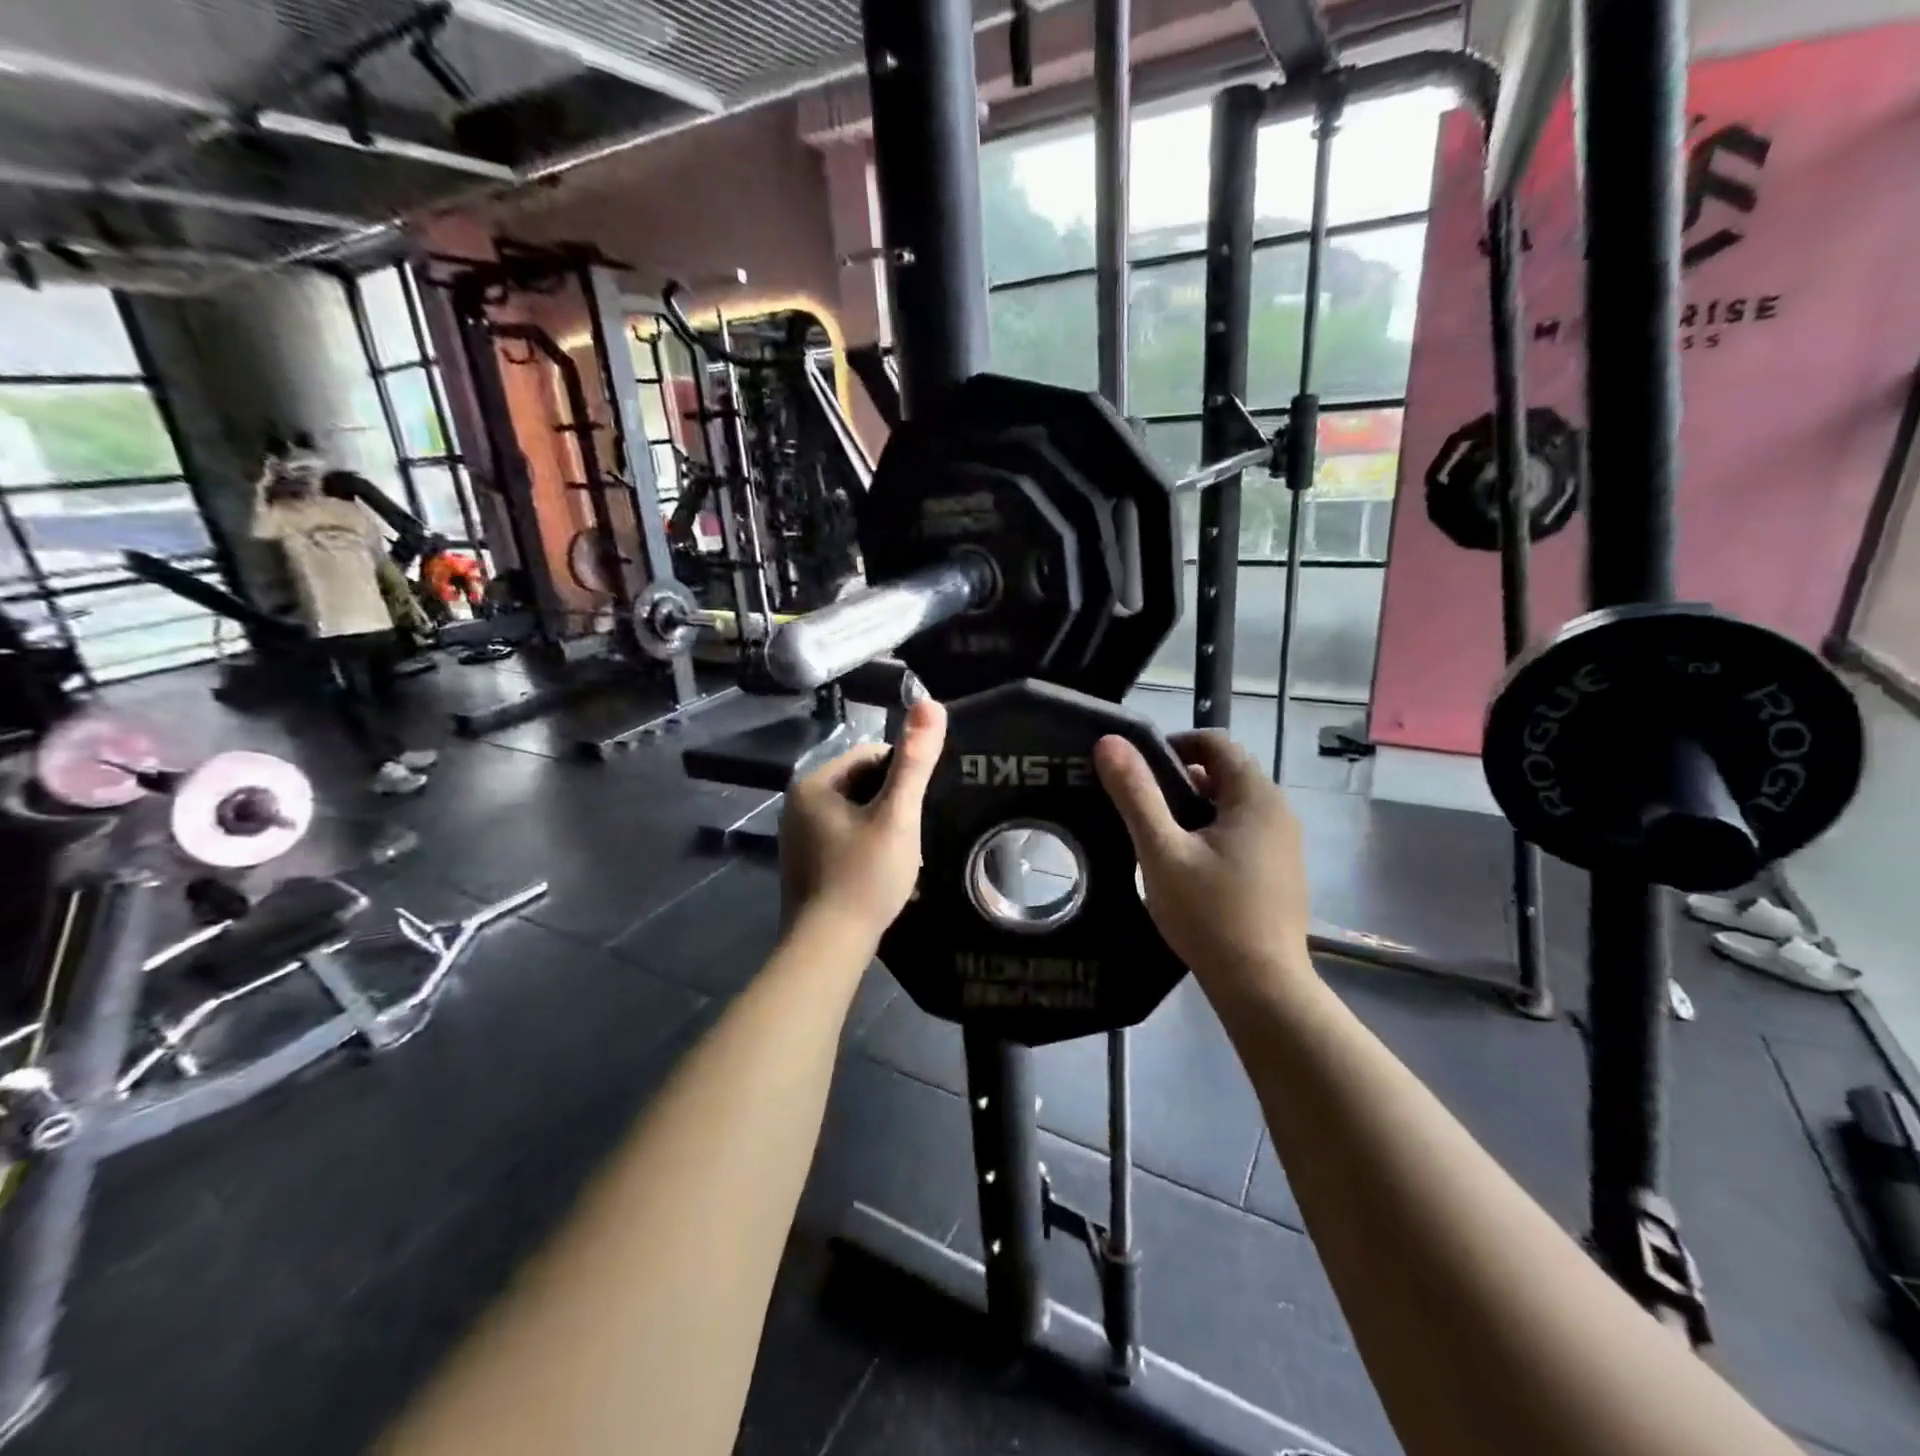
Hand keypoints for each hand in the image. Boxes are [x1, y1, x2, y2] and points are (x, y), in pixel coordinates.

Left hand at [779, 697, 947, 943]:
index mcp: (814, 783)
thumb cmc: (865, 875)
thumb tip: (931, 703)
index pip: (870, 755)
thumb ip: (915, 761)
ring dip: (882, 826)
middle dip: (892, 803)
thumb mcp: (897, 816)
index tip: (919, 805)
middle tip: (912, 835)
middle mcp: (797, 803)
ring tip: (901, 855)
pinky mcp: (803, 862)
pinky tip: (880, 871)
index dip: (903, 774)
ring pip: (855, 813)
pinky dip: (866, 846)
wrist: (828, 946)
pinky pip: (843, 837)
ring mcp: (797, 835)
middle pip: (861, 784)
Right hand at [1094, 730, 1312, 1006]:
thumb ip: (1136, 795)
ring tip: (1156, 840)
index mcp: (1255, 796)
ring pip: (1230, 806)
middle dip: (1179, 781)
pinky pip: (1241, 833)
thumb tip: (1109, 742)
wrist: (1262, 988)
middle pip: (1223, 773)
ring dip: (1193, 810)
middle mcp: (1278, 811)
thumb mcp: (1162, 852)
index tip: (1137, 771)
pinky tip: (1187, 869)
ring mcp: (1283, 844)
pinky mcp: (1280, 871)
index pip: (1215, 742)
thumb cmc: (1209, 914)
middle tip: (1139, 809)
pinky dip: (1211, 834)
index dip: (1173, 745)